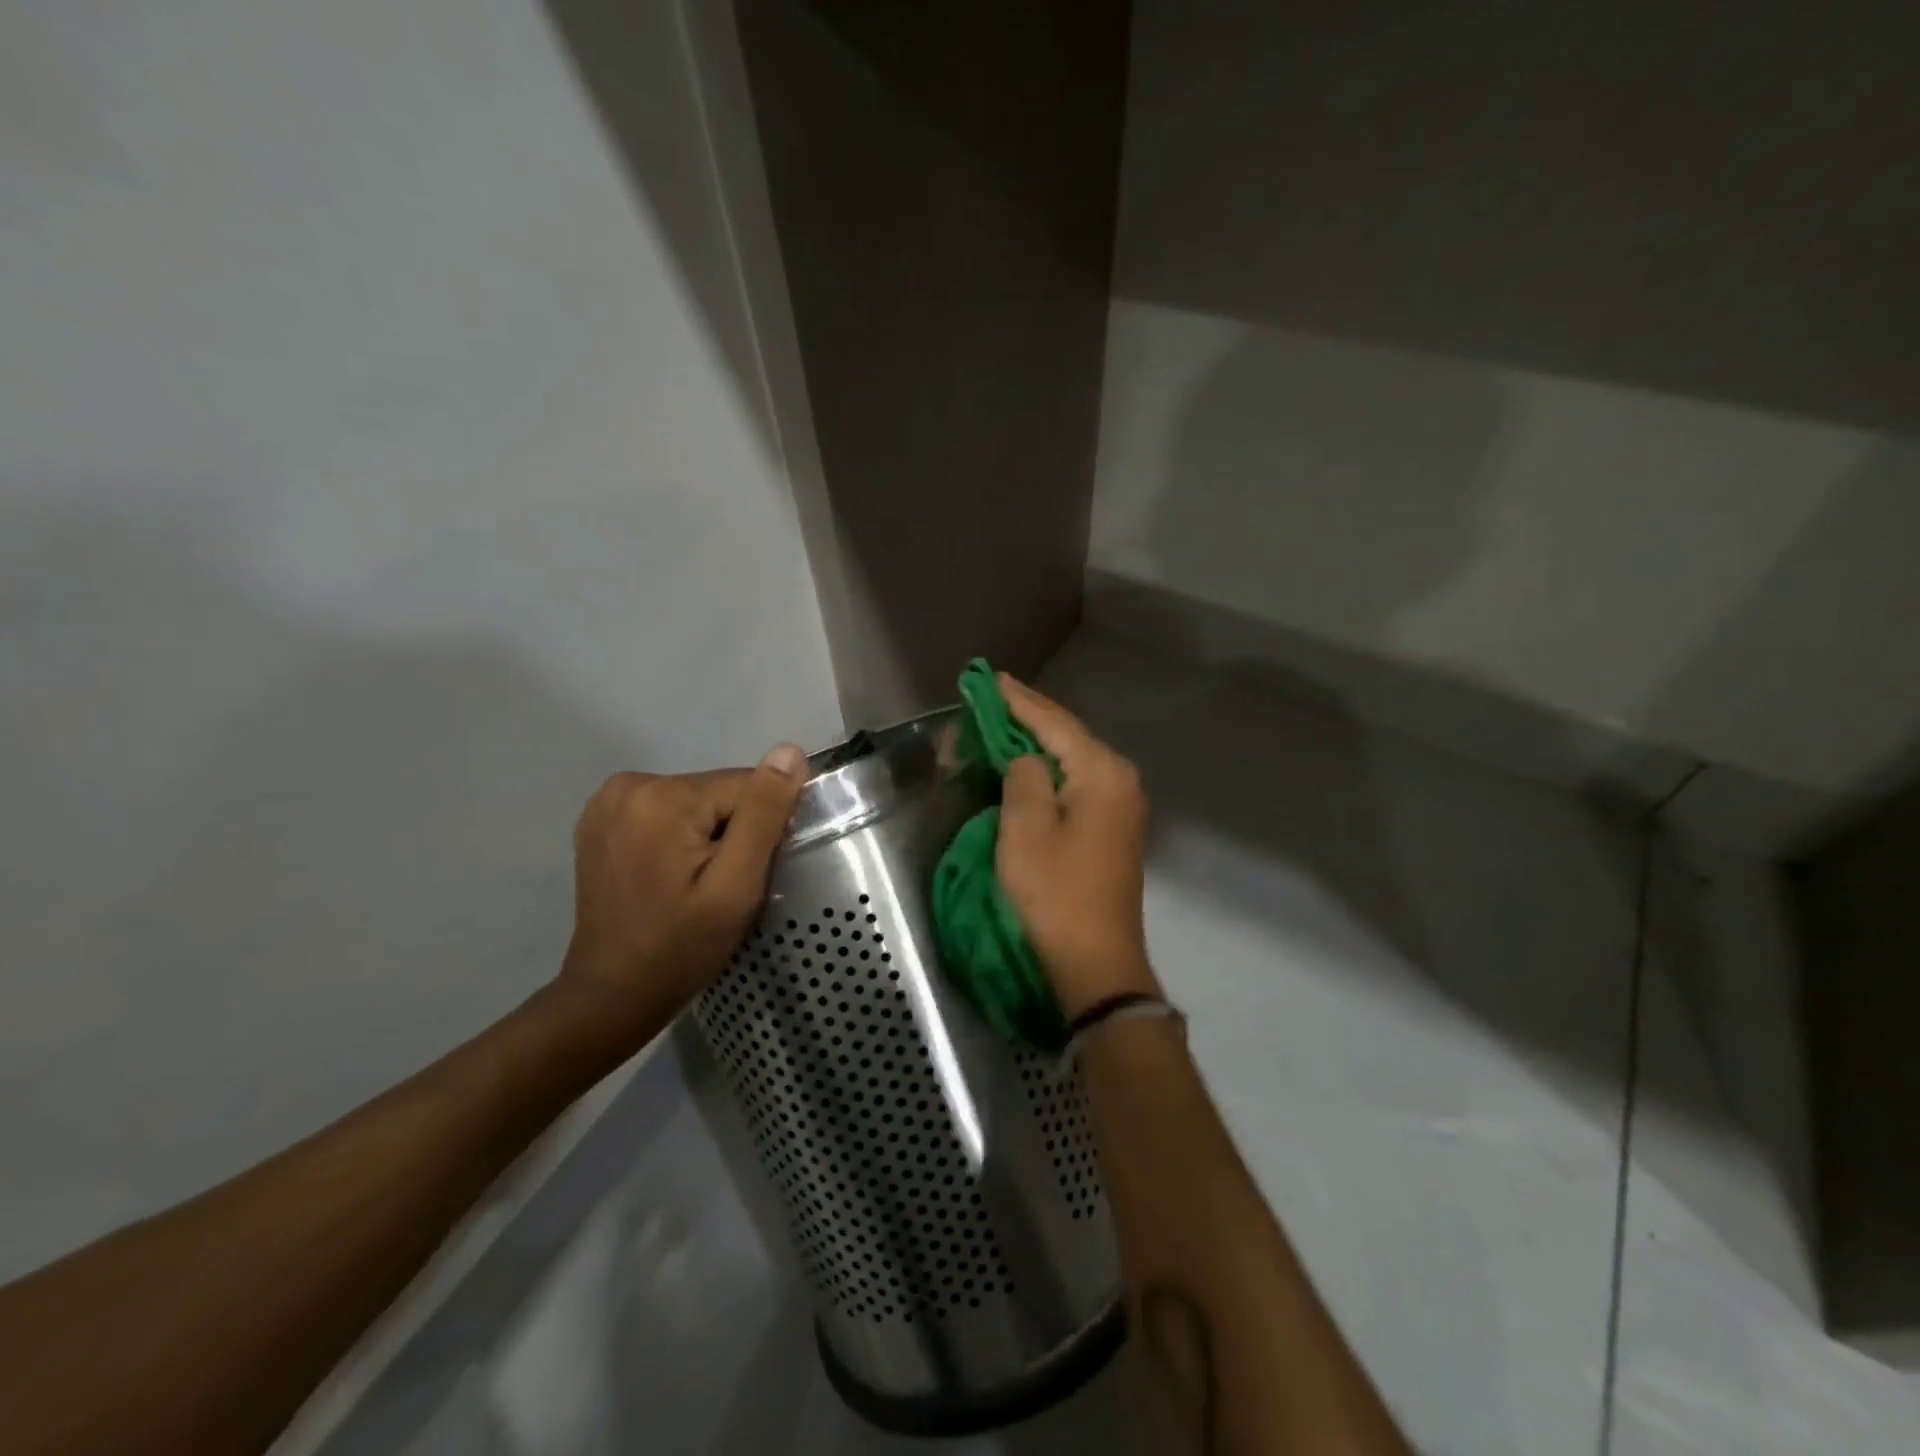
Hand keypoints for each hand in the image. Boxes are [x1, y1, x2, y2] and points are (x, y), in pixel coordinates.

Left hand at [558, 745, 807, 1031]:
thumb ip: (764, 814)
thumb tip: (788, 751)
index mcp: (662, 796)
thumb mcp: (736, 886)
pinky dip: (678, 836)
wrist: (612, 995)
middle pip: (718, 792)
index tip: (745, 874)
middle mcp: (629, 784)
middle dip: (731, 832)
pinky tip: (669, 874)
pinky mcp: (600, 818)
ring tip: (694, 884)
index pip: (746, 787)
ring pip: (696, 801)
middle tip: (720, 886)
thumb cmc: (681, 947)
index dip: (759, 831)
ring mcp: (608, 800)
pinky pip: (666, 811)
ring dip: (707, 835)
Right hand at [995, 675, 1159, 1017]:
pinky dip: (1047, 769)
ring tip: (1000, 723)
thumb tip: (1026, 758)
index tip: (988, 678)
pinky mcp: (1112, 830)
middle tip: (987, 698)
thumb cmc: (1056, 892)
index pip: (1053, 722)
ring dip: (1035, 742)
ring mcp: (1120, 806)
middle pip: (1067, 735)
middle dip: (1025, 717)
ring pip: (1071, 758)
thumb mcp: (1026, 828)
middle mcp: (1120, 780)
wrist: (1096, 962)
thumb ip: (1024, 775)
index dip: (1017, 700)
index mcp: (1102, 772)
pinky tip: (1026, 764)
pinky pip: (1075, 782)